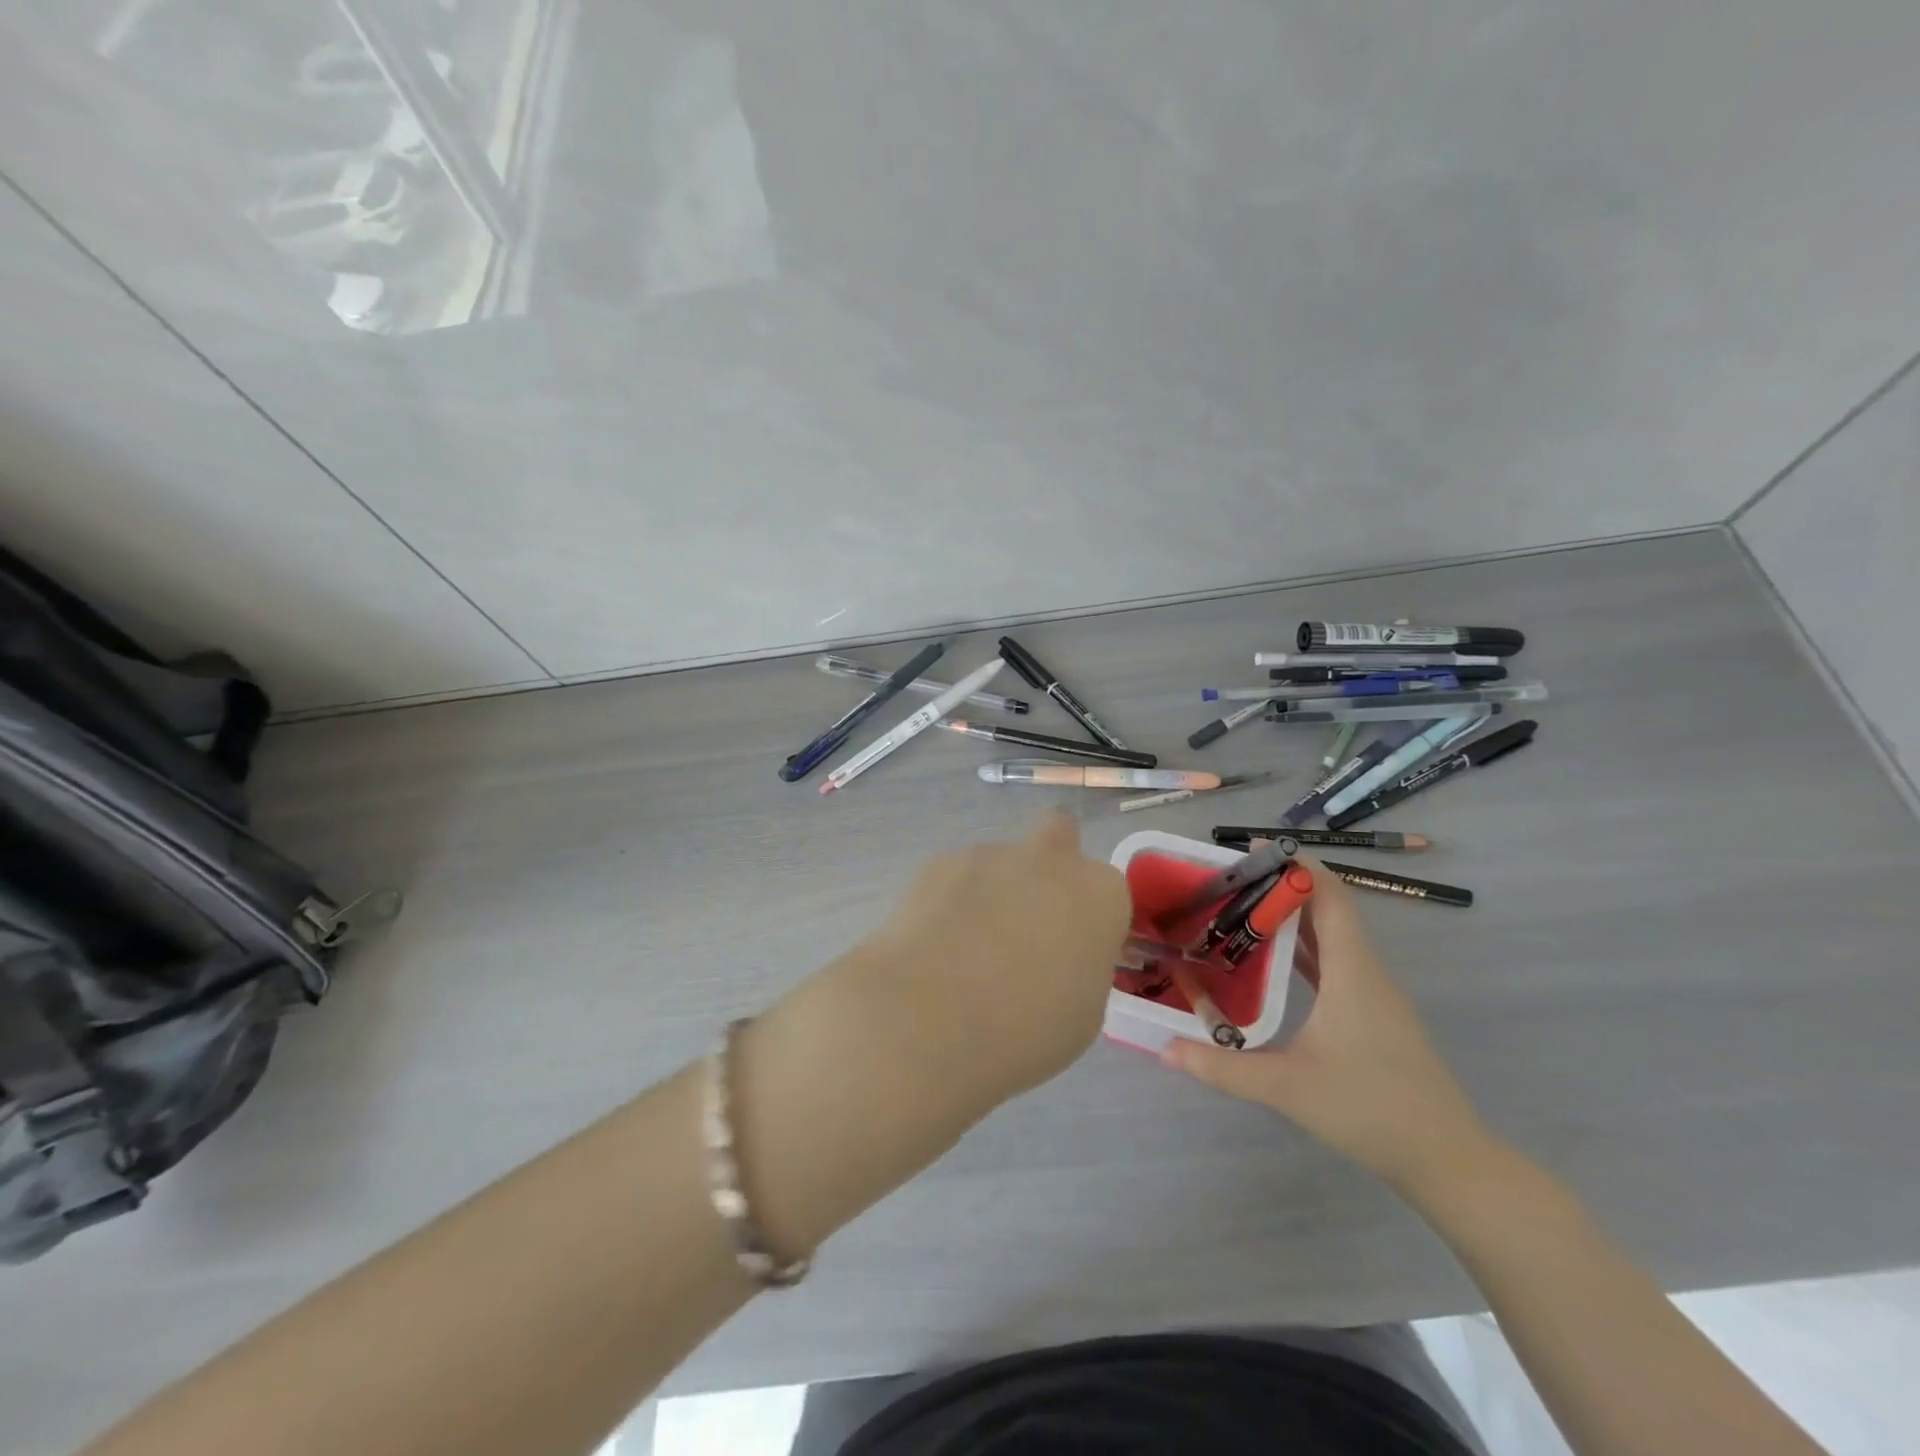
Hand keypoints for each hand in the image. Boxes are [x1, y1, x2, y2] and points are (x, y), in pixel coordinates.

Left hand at [858, 811, 1132, 1107]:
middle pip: (1058, 837)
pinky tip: (933, 944)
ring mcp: (991, 854)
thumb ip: (1079, 966)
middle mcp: (1050, 859)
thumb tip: (1055, 958)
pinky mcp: (939, 862)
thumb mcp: (1083, 1013)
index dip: (1089, 923)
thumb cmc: (1027, 1029)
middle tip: (1027, 923)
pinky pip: (956, 877)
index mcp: (1100, 894)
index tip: (1071, 955)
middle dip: (1048, 867)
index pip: (1107, 894)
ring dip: (993, 892)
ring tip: (964, 952)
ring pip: (1001, 863)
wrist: (931, 1018)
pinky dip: (950, 901)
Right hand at [1161, 855, 1494, 1193]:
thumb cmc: (1370, 1110)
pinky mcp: (1374, 1016)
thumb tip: (1165, 1050)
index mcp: (1352, 972)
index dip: (1296, 864)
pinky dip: (1305, 949)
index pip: (1330, 896)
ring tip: (1242, 911)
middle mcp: (1366, 972)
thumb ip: (1223, 1068)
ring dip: (1293, 917)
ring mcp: (1374, 995)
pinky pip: (1336, 964)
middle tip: (1230, 881)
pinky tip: (1274, 961)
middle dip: (1283, 887)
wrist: (1447, 1161)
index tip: (1252, 849)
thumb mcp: (1287, 1087)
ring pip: (1333, 937)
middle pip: (1328, 909)